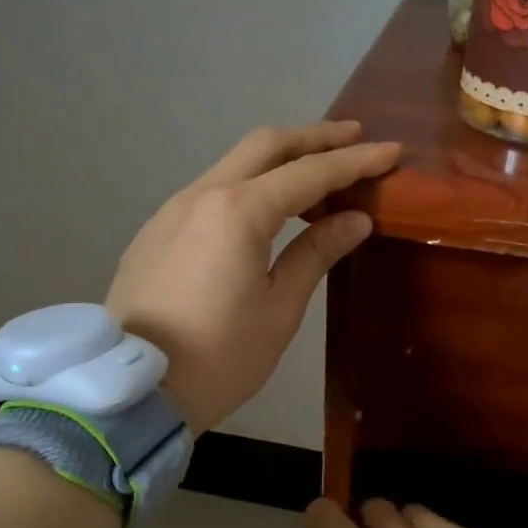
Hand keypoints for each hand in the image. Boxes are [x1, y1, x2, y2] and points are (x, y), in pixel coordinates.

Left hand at [106, 121, 399, 434]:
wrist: (135, 390)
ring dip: (278, 161)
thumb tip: (355, 220)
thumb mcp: (279, 309)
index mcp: (238, 212)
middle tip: (354, 138)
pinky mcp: (155, 231)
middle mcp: (201, 194)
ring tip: (317, 178)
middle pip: (265, 146)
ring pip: (233, 165)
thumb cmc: (220, 357)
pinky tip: (264, 212)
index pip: (309, 173)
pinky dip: (247, 186)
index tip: (391, 152)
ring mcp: (172, 209)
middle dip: (314, 138)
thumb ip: (315, 253)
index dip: (354, 161)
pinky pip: (210, 191)